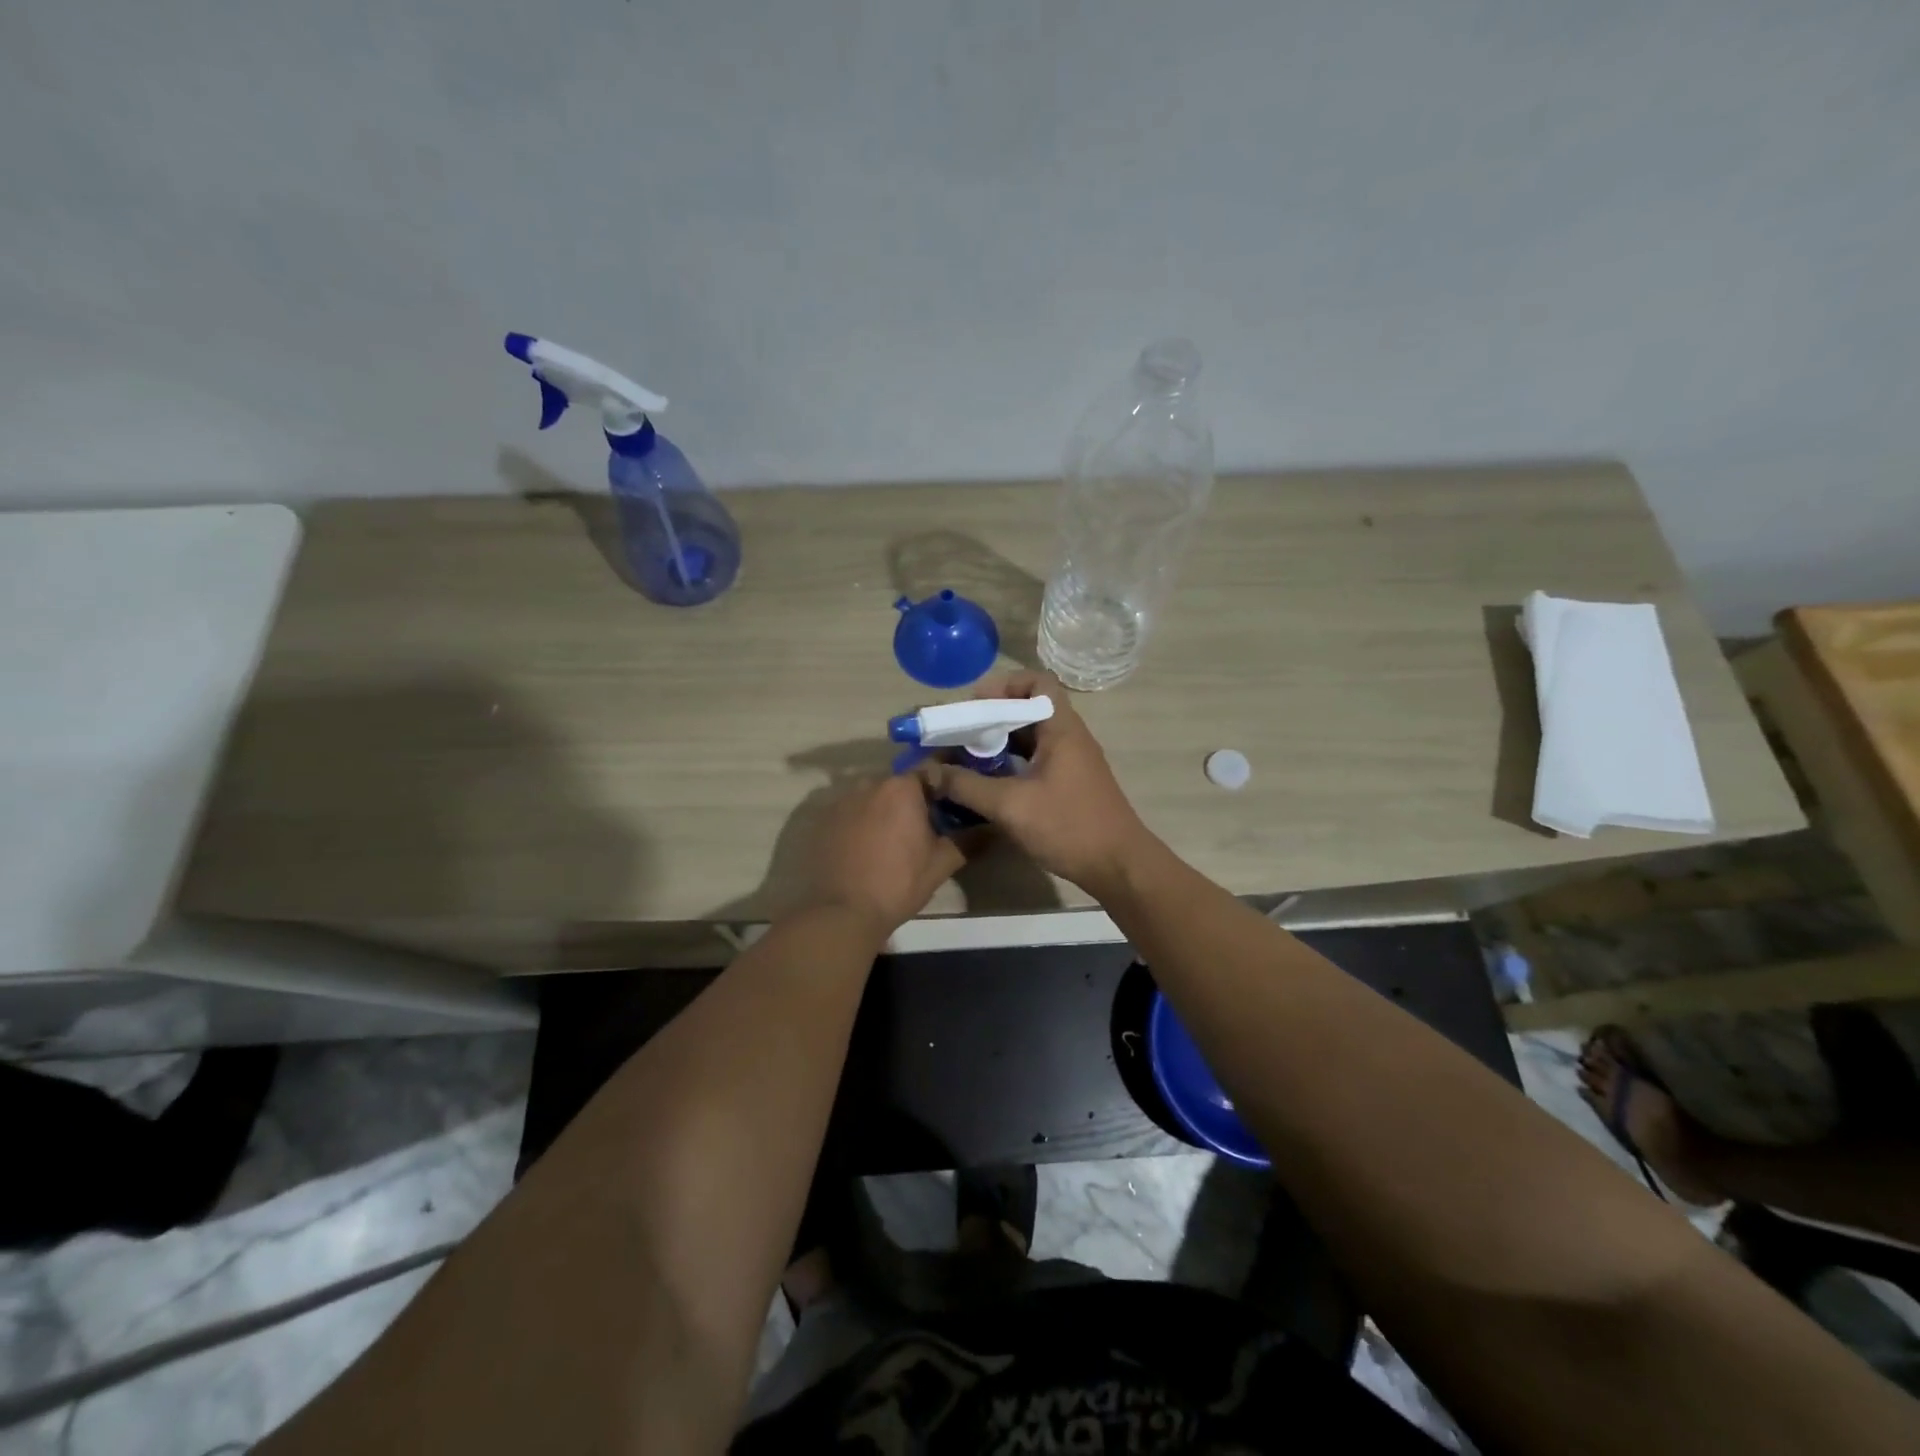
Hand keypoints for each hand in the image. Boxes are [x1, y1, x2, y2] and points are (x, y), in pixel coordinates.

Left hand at [797, 773, 963, 936]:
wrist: (841, 912)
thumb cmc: (898, 884)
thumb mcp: (941, 864)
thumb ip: (969, 840)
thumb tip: (993, 828)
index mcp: (902, 787)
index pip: (931, 771)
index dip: (944, 787)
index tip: (953, 804)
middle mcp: (869, 783)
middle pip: (899, 784)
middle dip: (913, 800)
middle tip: (925, 826)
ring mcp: (841, 800)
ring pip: (873, 797)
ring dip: (885, 810)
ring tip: (894, 840)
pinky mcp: (822, 819)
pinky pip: (850, 812)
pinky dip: (861, 823)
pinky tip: (866, 848)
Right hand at [927, 671, 1157, 895]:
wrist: (1118, 866)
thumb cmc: (1068, 826)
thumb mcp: (1010, 806)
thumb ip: (967, 786)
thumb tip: (929, 774)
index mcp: (1062, 729)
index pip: (1038, 682)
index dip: (1004, 685)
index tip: (974, 706)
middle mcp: (1069, 737)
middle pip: (1029, 709)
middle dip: (992, 717)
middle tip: (960, 733)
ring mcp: (1071, 761)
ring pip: (1030, 737)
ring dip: (999, 742)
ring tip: (966, 756)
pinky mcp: (1069, 784)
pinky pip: (1035, 759)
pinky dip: (1010, 763)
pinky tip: (987, 782)